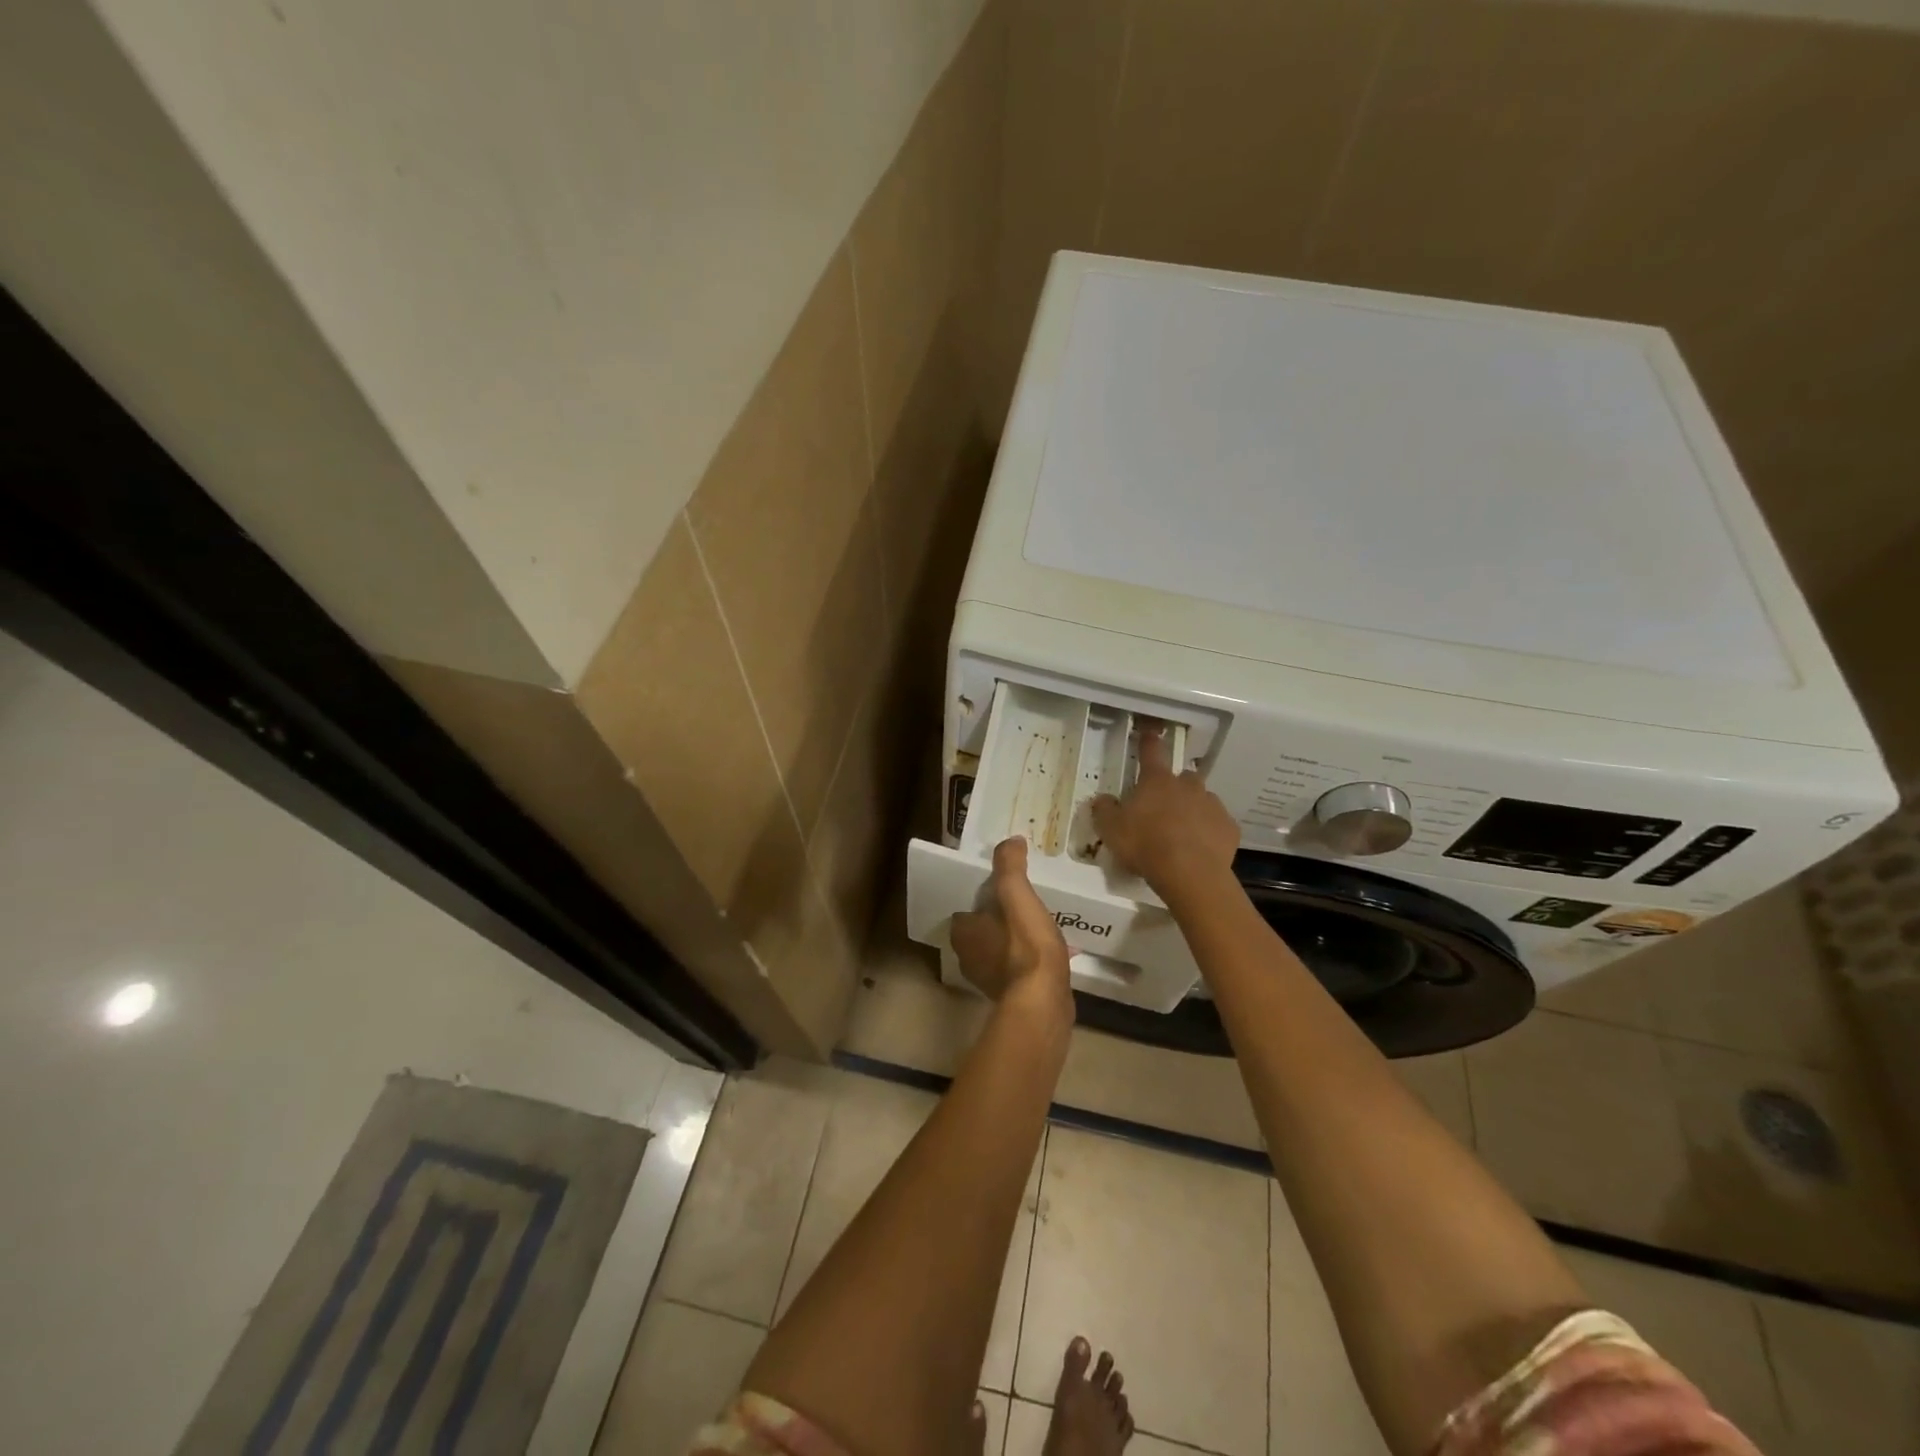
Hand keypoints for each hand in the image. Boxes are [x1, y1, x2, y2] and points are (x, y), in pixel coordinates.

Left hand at [950, 837, 1072, 1016]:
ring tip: (1041, 922)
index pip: (966, 908)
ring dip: (1017, 937)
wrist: (1043, 1002)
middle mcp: (969, 958)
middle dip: (1001, 917)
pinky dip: (1030, 957)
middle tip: (1024, 901)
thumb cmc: (1025, 944)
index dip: (982, 896)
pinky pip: (1019, 966)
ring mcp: (990, 980)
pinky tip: (1053, 950)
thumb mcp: (1016, 894)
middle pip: (983, 928)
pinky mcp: (1013, 995)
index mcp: (963, 933)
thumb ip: (1010, 866)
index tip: (1003, 886)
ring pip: (1001, 948)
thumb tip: (1010, 840)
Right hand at [1091, 725, 1238, 904]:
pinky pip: (1217, 825)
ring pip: (1202, 799)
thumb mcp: (1110, 829)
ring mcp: (1212, 805)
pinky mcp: (1228, 828)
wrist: (1190, 874)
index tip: (1148, 733)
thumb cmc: (1145, 845)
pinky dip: (1209, 831)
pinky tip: (1200, 848)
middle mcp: (1187, 786)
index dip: (1148, 741)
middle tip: (1163, 806)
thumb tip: (1102, 799)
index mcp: (1156, 781)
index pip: (1151, 751)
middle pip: (1183, 777)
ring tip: (1182, 831)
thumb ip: (1103, 810)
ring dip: (1193, 808)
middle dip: (1174, 786)